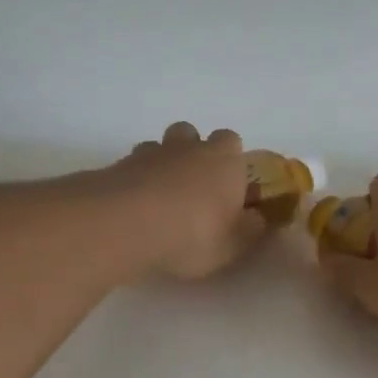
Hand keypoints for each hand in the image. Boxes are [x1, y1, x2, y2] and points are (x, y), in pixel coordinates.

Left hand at [109, 122, 265, 280]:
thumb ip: (251, 229)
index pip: (233, 141)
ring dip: (162, 164)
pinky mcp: (117, 166)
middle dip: (194, 152)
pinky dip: (135, 180)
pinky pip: (131, 167)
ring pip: (159, 147)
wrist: (126, 225)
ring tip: (160, 197)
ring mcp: (150, 154)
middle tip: (193, 187)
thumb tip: (260, 217)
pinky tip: (134, 207)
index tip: (229, 184)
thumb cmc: (193, 234)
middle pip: (192, 134)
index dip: (231, 159)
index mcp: (225, 160)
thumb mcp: (234, 244)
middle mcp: (189, 148)